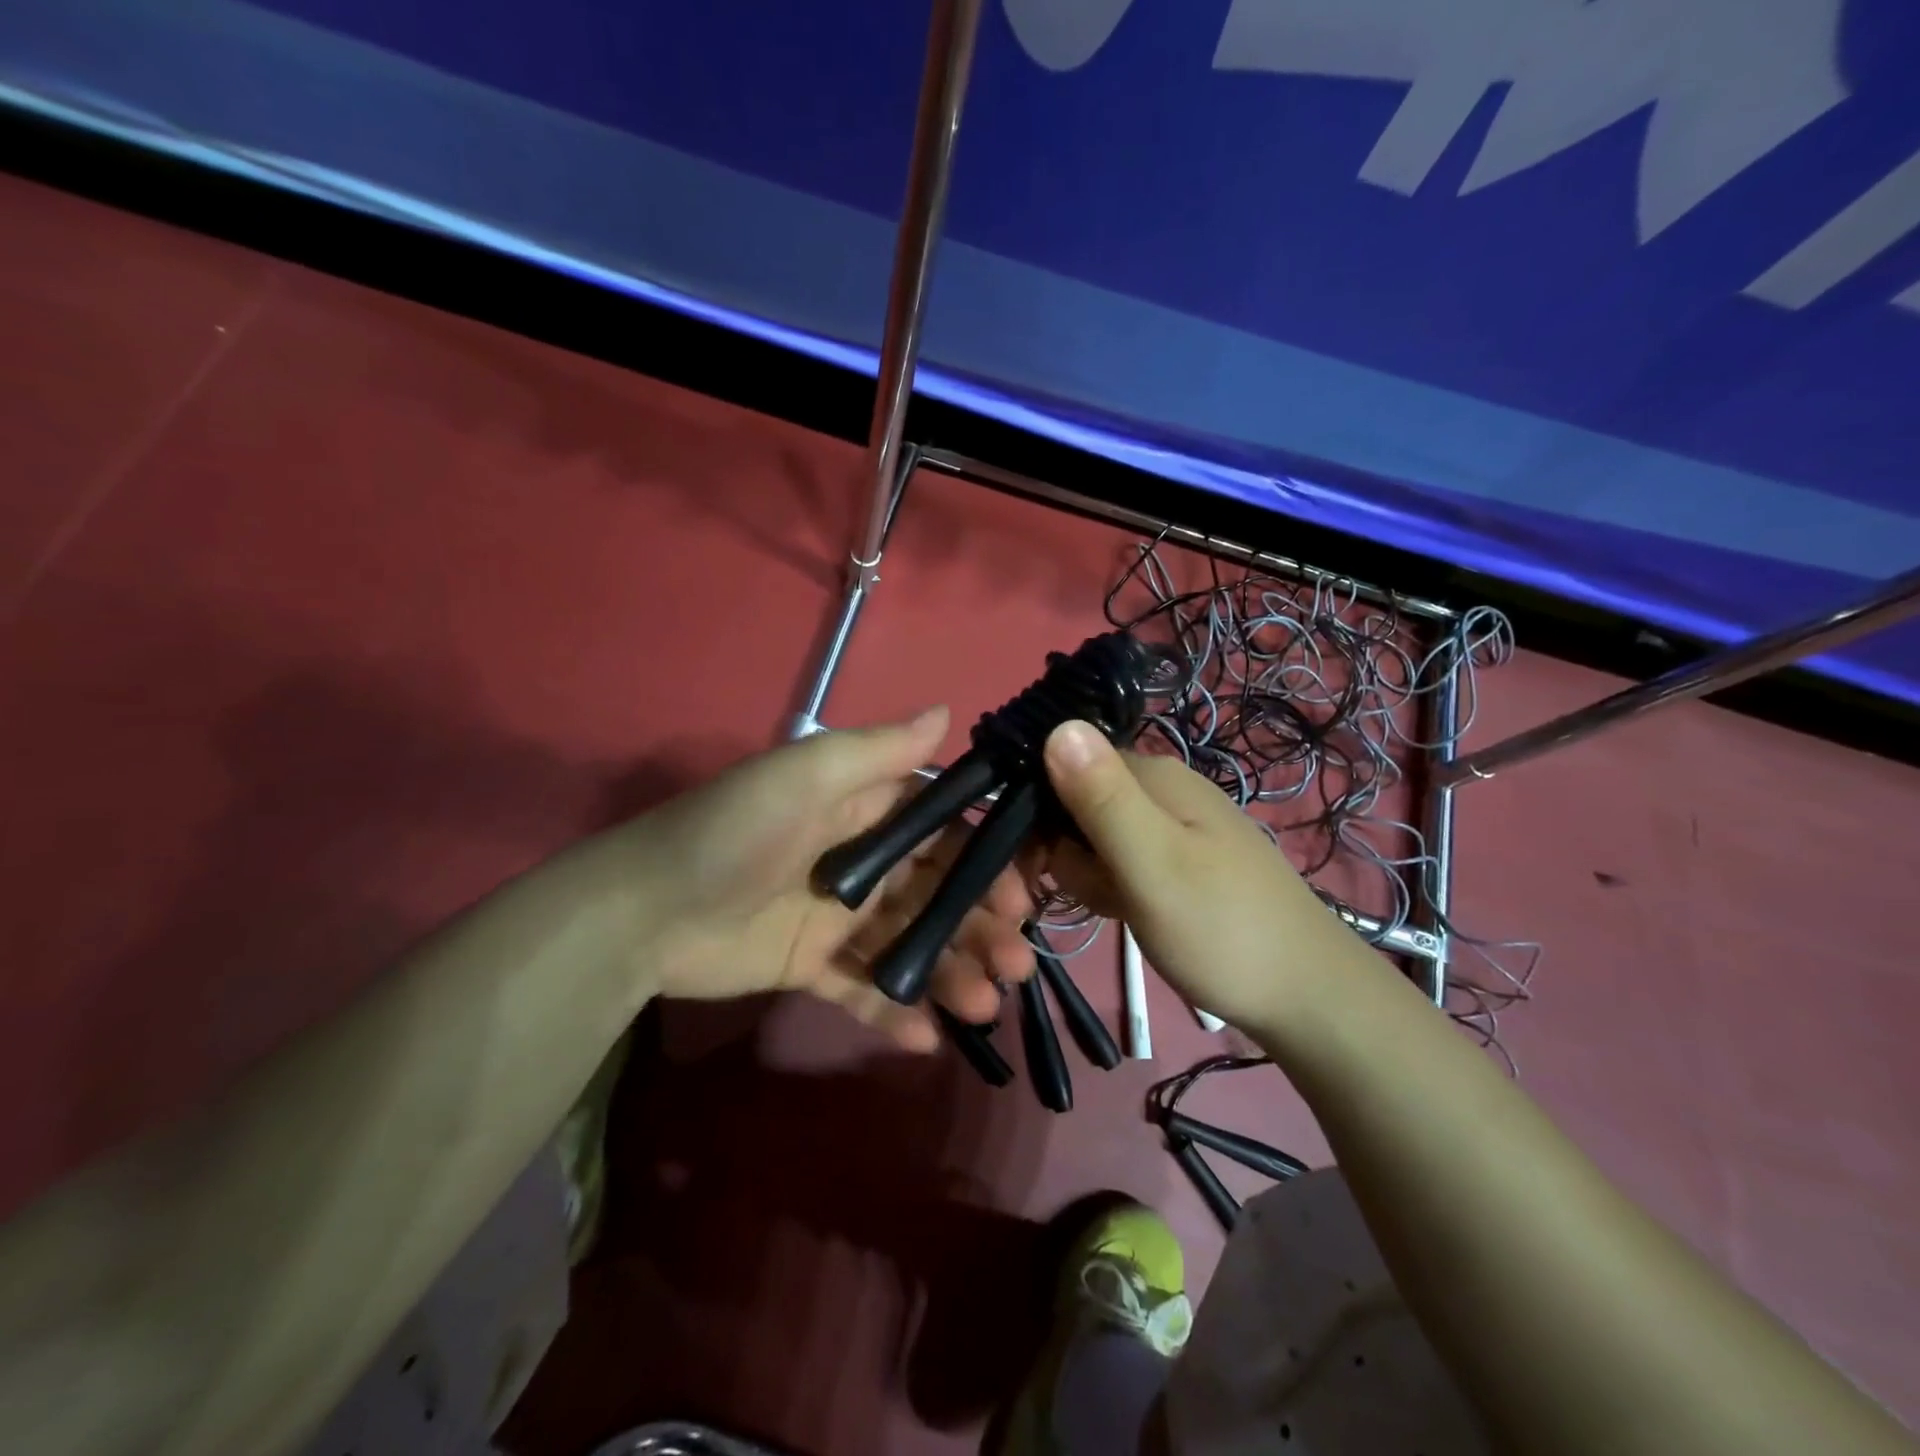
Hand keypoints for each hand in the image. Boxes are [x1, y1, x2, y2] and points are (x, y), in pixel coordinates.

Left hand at [623, 708, 1036, 1050]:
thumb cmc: (735, 832)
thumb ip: (879, 751)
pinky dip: (895, 1012)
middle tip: (1018, 963)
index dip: (988, 861)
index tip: (1023, 894)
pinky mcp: (810, 966)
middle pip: (938, 893)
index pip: (945, 832)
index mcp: (865, 813)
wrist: (643, 910)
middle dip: (981, 926)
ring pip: (910, 944)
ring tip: (984, 1006)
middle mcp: (861, 863)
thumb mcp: (806, 776)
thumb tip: (948, 712)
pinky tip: (929, 1039)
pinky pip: (862, 990)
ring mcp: (837, 918)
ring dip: (951, 972)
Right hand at [1038, 719, 1378, 1035]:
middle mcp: (1160, 788)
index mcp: (1152, 775)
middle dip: (1067, 852)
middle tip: (1093, 895)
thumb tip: (1057, 724)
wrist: (1307, 997)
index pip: (1062, 767)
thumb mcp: (1153, 864)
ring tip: (1118, 909)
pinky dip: (1114, 888)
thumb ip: (1102, 798)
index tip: (1032, 866)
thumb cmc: (1222, 929)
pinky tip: (1129, 914)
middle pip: (1075, 804)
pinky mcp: (1179, 861)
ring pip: (1095, 839)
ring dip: (1090, 876)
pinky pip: (1121, 862)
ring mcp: (1173, 826)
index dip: (1037, 815)